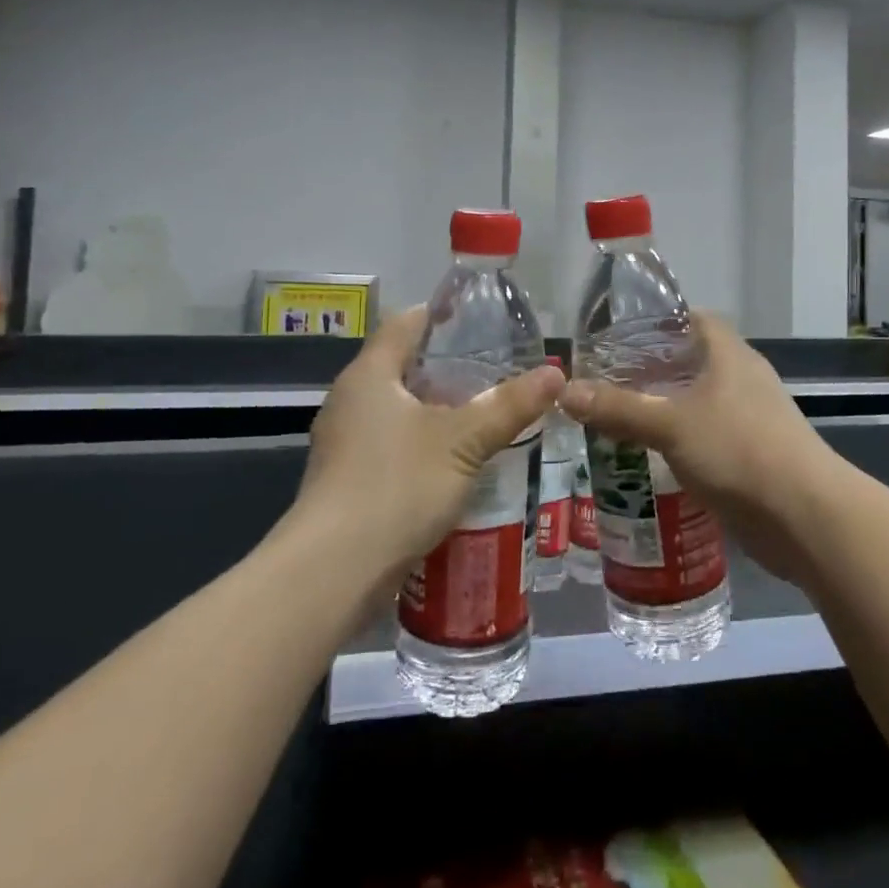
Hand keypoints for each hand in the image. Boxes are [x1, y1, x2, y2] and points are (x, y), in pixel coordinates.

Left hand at [292, 307, 563, 595]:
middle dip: (447, 366)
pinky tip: (456, 460)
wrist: (333, 573)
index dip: (441, 314)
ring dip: (436, 408)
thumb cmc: (396, 486)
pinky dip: (423, 442)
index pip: (404, 323)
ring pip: (397, 408)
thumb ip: (509, 405)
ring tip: (483, 411)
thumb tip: (555, 373)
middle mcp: (350, 401)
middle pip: (401, 365)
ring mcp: (344, 443)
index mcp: (369, 375)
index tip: (480, 318)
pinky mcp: (347, 480)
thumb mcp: (463, 442)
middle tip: (495, 367)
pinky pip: (391, 444)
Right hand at [557, 314, 833, 578]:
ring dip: (663, 410)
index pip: (693, 319)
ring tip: (617, 418)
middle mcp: (742, 380)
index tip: (619, 335)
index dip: (658, 322)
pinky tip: (648, 457)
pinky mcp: (751, 456)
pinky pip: (707, 439)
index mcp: (730, 355)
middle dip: (651, 370)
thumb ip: (619, 408)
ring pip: (698, 404)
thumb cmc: (739, 450)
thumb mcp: (671, 424)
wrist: (804, 517)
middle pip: (692, 362)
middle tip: (606, 381)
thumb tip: (565, 392)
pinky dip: (679, 443)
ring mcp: (750, 419)